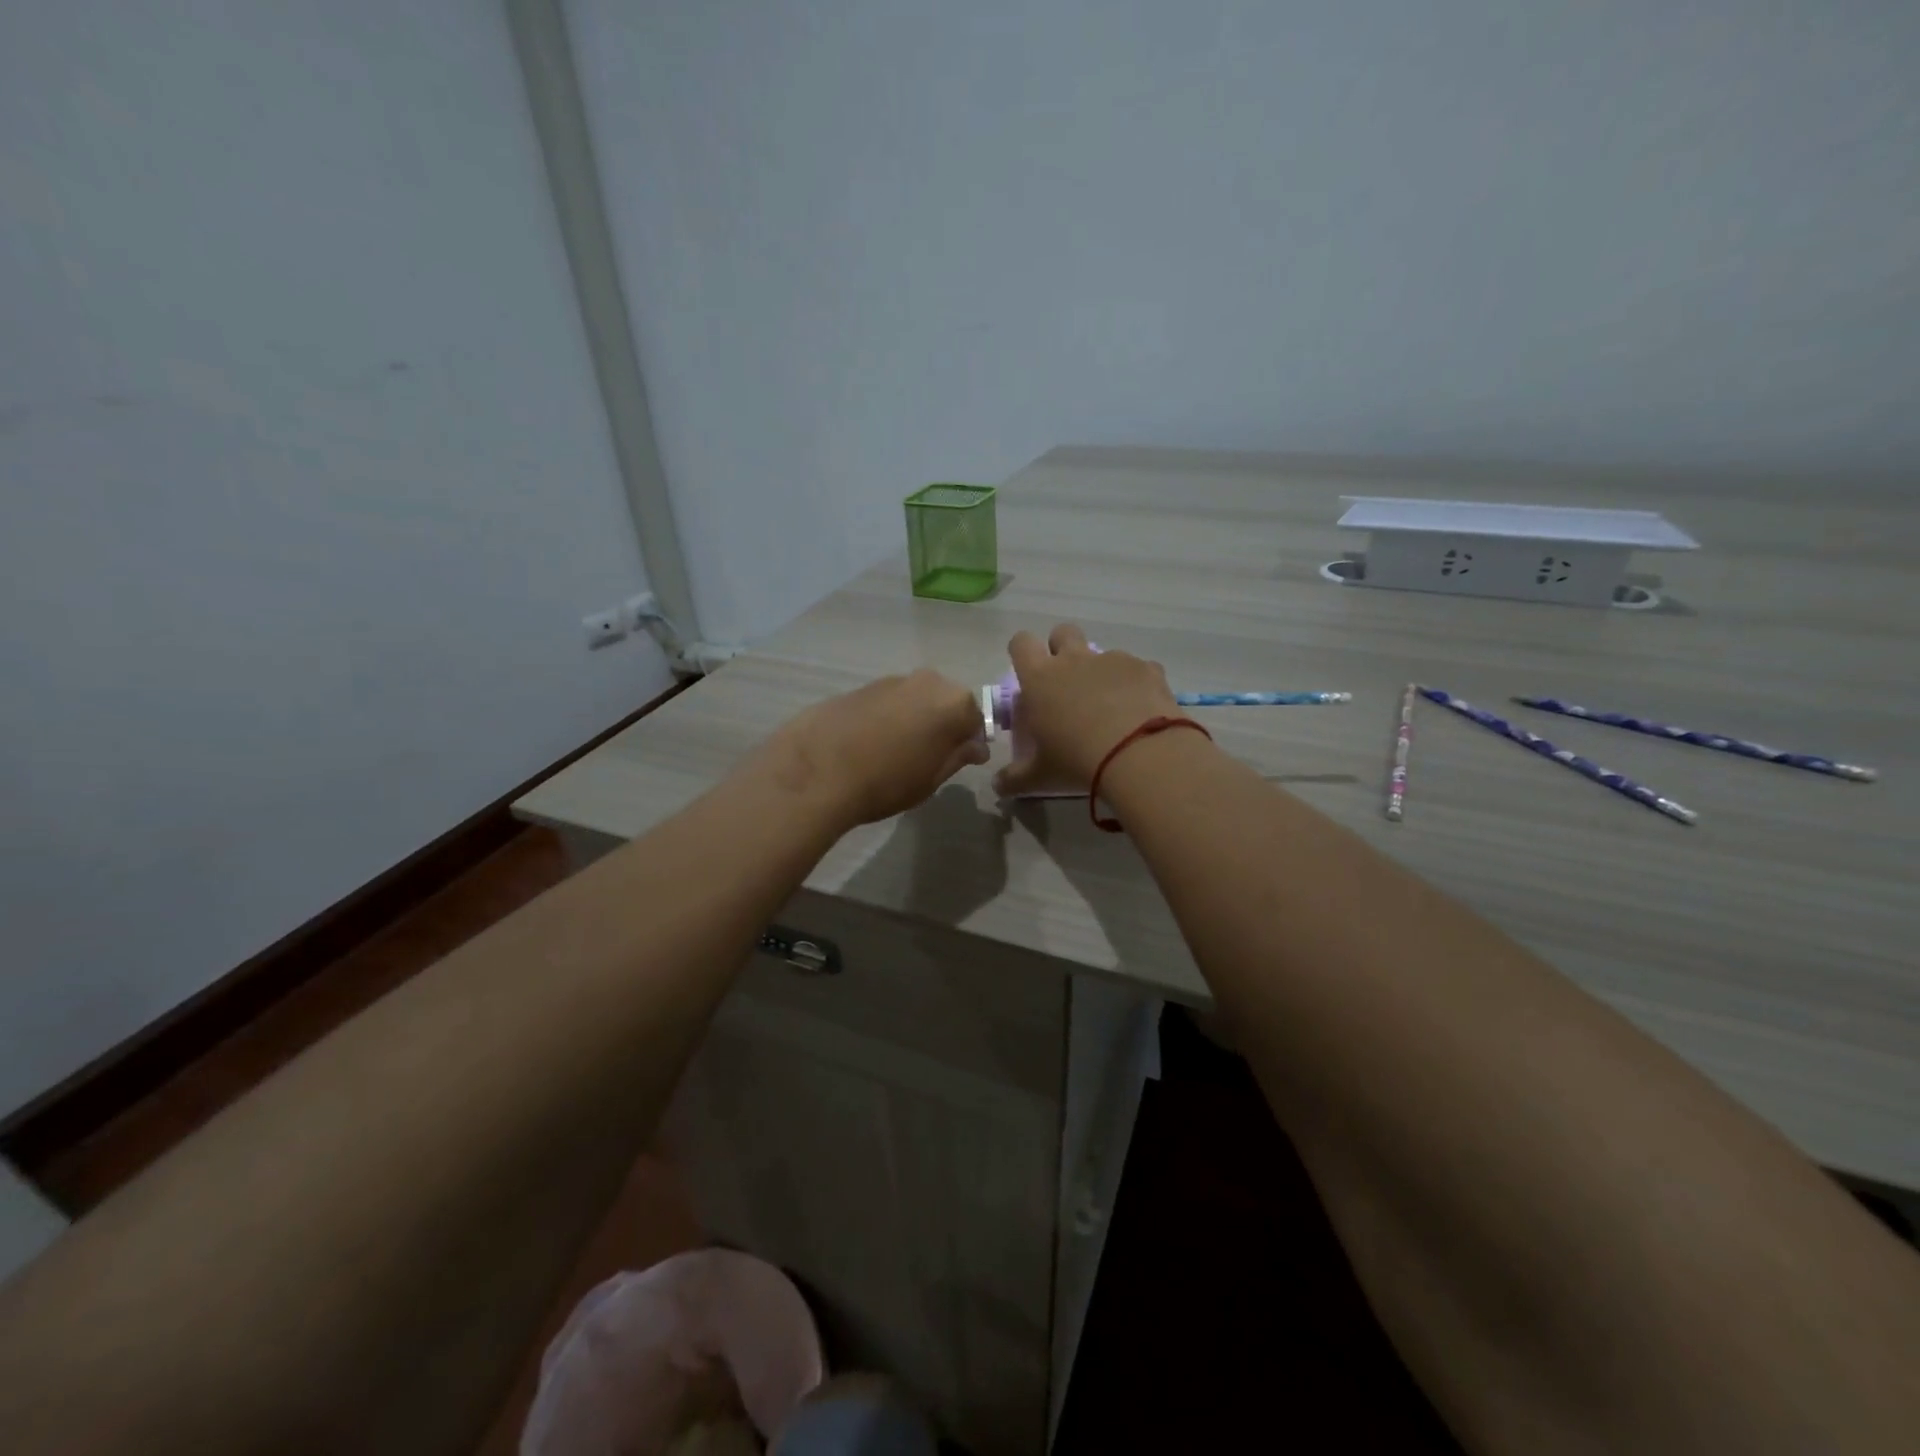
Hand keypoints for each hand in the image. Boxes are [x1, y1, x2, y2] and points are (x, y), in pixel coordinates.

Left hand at [761, 669, 989, 828]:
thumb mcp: (931, 779)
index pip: (976, 720)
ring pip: (916, 700)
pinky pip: (888, 701)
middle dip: (942, 726)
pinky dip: (888, 717)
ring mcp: (892, 680)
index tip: (957, 763)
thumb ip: (958, 757)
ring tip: (895, 752)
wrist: (818, 770)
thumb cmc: (886, 781)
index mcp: (954, 703)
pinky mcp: (861, 686)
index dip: (969, 743)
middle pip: (946, 703)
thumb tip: (975, 746)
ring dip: (914, 719)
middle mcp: (928, 681)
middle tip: (927, 758)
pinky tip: (871, 743)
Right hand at [993, 624, 1182, 796]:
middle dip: (1062, 649)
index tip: (1028, 671)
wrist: (1140, 754)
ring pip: (1103, 653)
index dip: (1022, 651)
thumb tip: (997, 786)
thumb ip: (1015, 778)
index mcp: (1040, 678)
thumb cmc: (1077, 760)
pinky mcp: (1146, 669)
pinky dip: (1136, 685)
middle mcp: (1074, 660)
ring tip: (1111, 707)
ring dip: (1102, 671)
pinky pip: (1138, 669)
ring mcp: (1113, 660)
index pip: (1021, 642)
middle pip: (1063, 632)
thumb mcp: (1040, 775)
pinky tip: (1141, 711)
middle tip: (1067, 682)